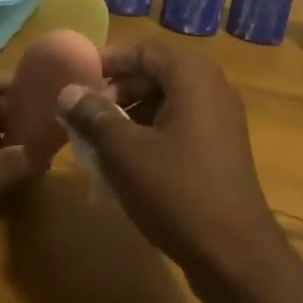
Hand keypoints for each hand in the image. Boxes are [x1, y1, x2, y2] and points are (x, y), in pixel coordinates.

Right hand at [57, 40, 289, 283]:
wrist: (235, 252)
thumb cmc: (177, 191)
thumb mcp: (125, 152)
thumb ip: (94, 116)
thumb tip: (68, 91)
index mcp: (193, 75)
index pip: (144, 50)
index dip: (109, 61)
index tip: (76, 81)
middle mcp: (212, 86)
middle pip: (157, 73)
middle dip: (118, 91)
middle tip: (85, 117)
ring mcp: (221, 117)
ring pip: (168, 101)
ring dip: (132, 114)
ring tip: (100, 143)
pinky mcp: (223, 146)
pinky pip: (181, 124)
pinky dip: (153, 133)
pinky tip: (129, 163)